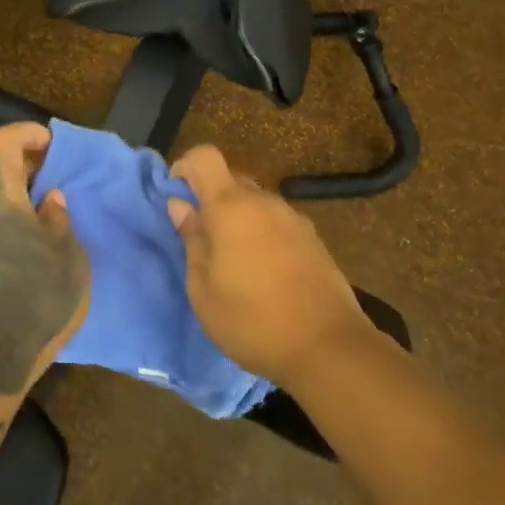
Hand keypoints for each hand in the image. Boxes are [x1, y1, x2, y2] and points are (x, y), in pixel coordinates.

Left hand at [0, 123, 89, 374]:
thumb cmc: (39, 300)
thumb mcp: (68, 257)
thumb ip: (58, 219)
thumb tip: (49, 199)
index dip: (23, 132)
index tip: (51, 143)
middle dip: (29, 168)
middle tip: (61, 180)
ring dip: (22, 199)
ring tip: (54, 216)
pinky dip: (13, 222)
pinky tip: (37, 247)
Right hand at [168, 144, 373, 389]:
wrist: (328, 347)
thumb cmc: (252, 321)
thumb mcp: (202, 289)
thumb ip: (191, 240)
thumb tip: (181, 207)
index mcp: (231, 207)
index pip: (204, 157)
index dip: (184, 169)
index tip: (176, 202)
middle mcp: (264, 202)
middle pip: (230, 181)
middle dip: (210, 202)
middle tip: (202, 243)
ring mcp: (293, 218)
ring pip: (254, 203)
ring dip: (237, 221)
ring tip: (234, 265)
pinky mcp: (313, 238)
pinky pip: (276, 223)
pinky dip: (261, 235)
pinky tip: (264, 274)